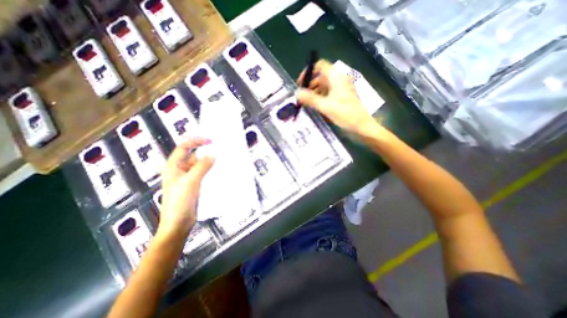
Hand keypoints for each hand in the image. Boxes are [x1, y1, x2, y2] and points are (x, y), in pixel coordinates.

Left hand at [160, 137, 216, 235]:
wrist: (179, 223)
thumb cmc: (178, 202)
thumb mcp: (190, 181)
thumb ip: (202, 166)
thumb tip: (213, 154)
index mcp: (174, 166)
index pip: (184, 147)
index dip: (196, 141)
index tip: (210, 141)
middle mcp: (181, 169)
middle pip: (195, 155)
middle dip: (206, 152)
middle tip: (221, 149)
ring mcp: (190, 177)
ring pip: (202, 165)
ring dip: (211, 162)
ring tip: (223, 159)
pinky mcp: (197, 184)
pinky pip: (205, 173)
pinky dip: (212, 171)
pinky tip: (221, 170)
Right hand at [297, 60, 379, 136]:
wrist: (361, 126)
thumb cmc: (345, 114)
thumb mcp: (325, 106)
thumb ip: (310, 99)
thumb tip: (296, 93)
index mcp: (336, 77)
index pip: (320, 65)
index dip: (308, 72)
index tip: (300, 84)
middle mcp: (338, 80)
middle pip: (320, 77)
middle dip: (309, 85)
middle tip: (301, 97)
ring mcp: (340, 89)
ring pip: (323, 87)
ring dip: (313, 93)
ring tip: (305, 104)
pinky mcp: (340, 98)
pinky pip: (327, 94)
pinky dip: (319, 98)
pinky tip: (314, 107)